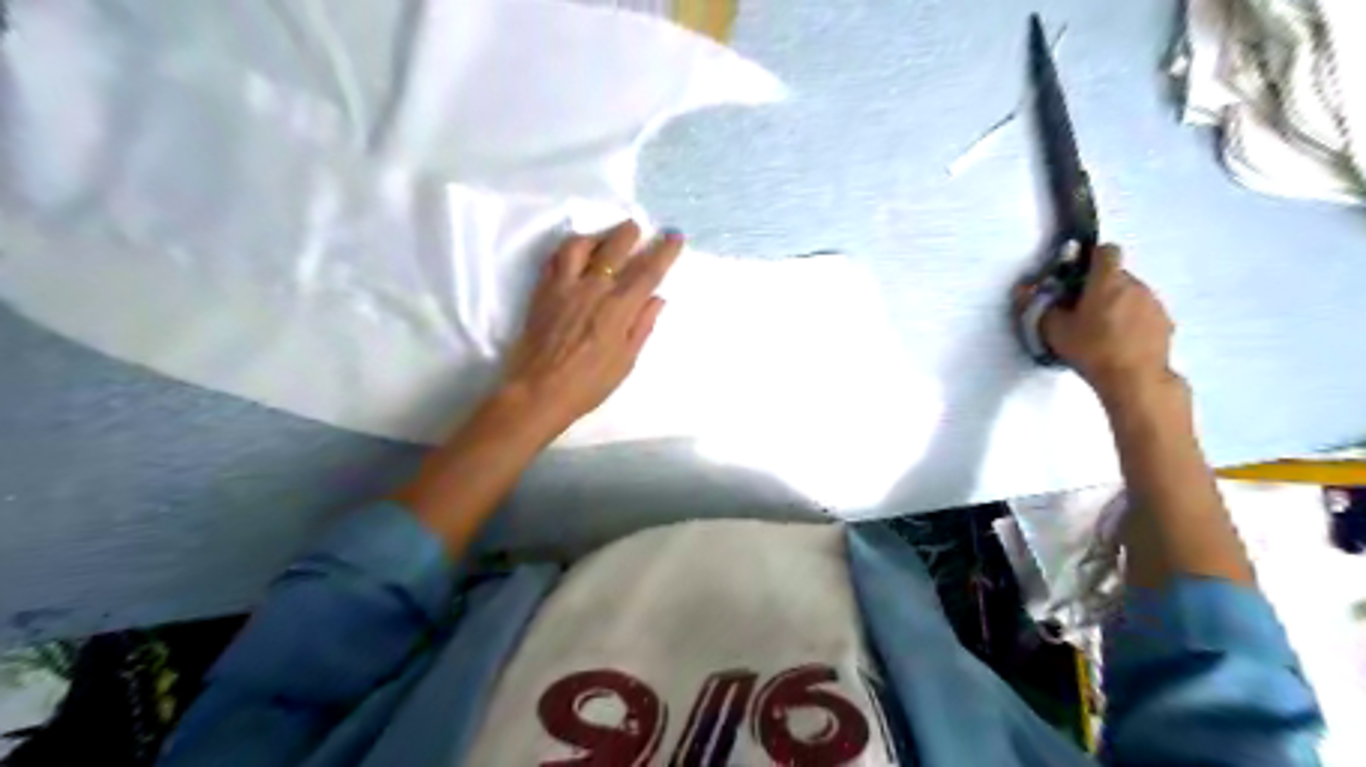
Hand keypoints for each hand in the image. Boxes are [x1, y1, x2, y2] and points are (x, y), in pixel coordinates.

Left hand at [501, 220, 678, 439]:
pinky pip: (555, 258)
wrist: (539, 390)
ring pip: (581, 245)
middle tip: (637, 227)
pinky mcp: (543, 290)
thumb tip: (657, 298)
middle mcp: (593, 289)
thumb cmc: (589, 384)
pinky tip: (575, 252)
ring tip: (604, 237)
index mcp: (619, 308)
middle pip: (615, 249)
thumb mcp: (626, 361)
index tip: (675, 236)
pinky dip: (568, 249)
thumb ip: (642, 326)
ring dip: (596, 235)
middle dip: (629, 233)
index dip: (664, 251)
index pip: (648, 271)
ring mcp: (565, 286)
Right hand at [1037, 247, 1173, 402]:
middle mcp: (1135, 285)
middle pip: (1117, 274)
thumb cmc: (1091, 349)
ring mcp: (1154, 303)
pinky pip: (1144, 311)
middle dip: (1100, 285)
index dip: (1091, 258)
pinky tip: (1120, 341)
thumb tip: (1023, 290)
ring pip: (1131, 293)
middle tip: (1082, 309)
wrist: (1135, 379)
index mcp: (1107, 281)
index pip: (1106, 250)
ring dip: (1117, 303)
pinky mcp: (1165, 322)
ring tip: (1102, 329)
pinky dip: (1133, 319)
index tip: (1077, 275)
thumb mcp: (1054, 330)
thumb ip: (1039, 307)